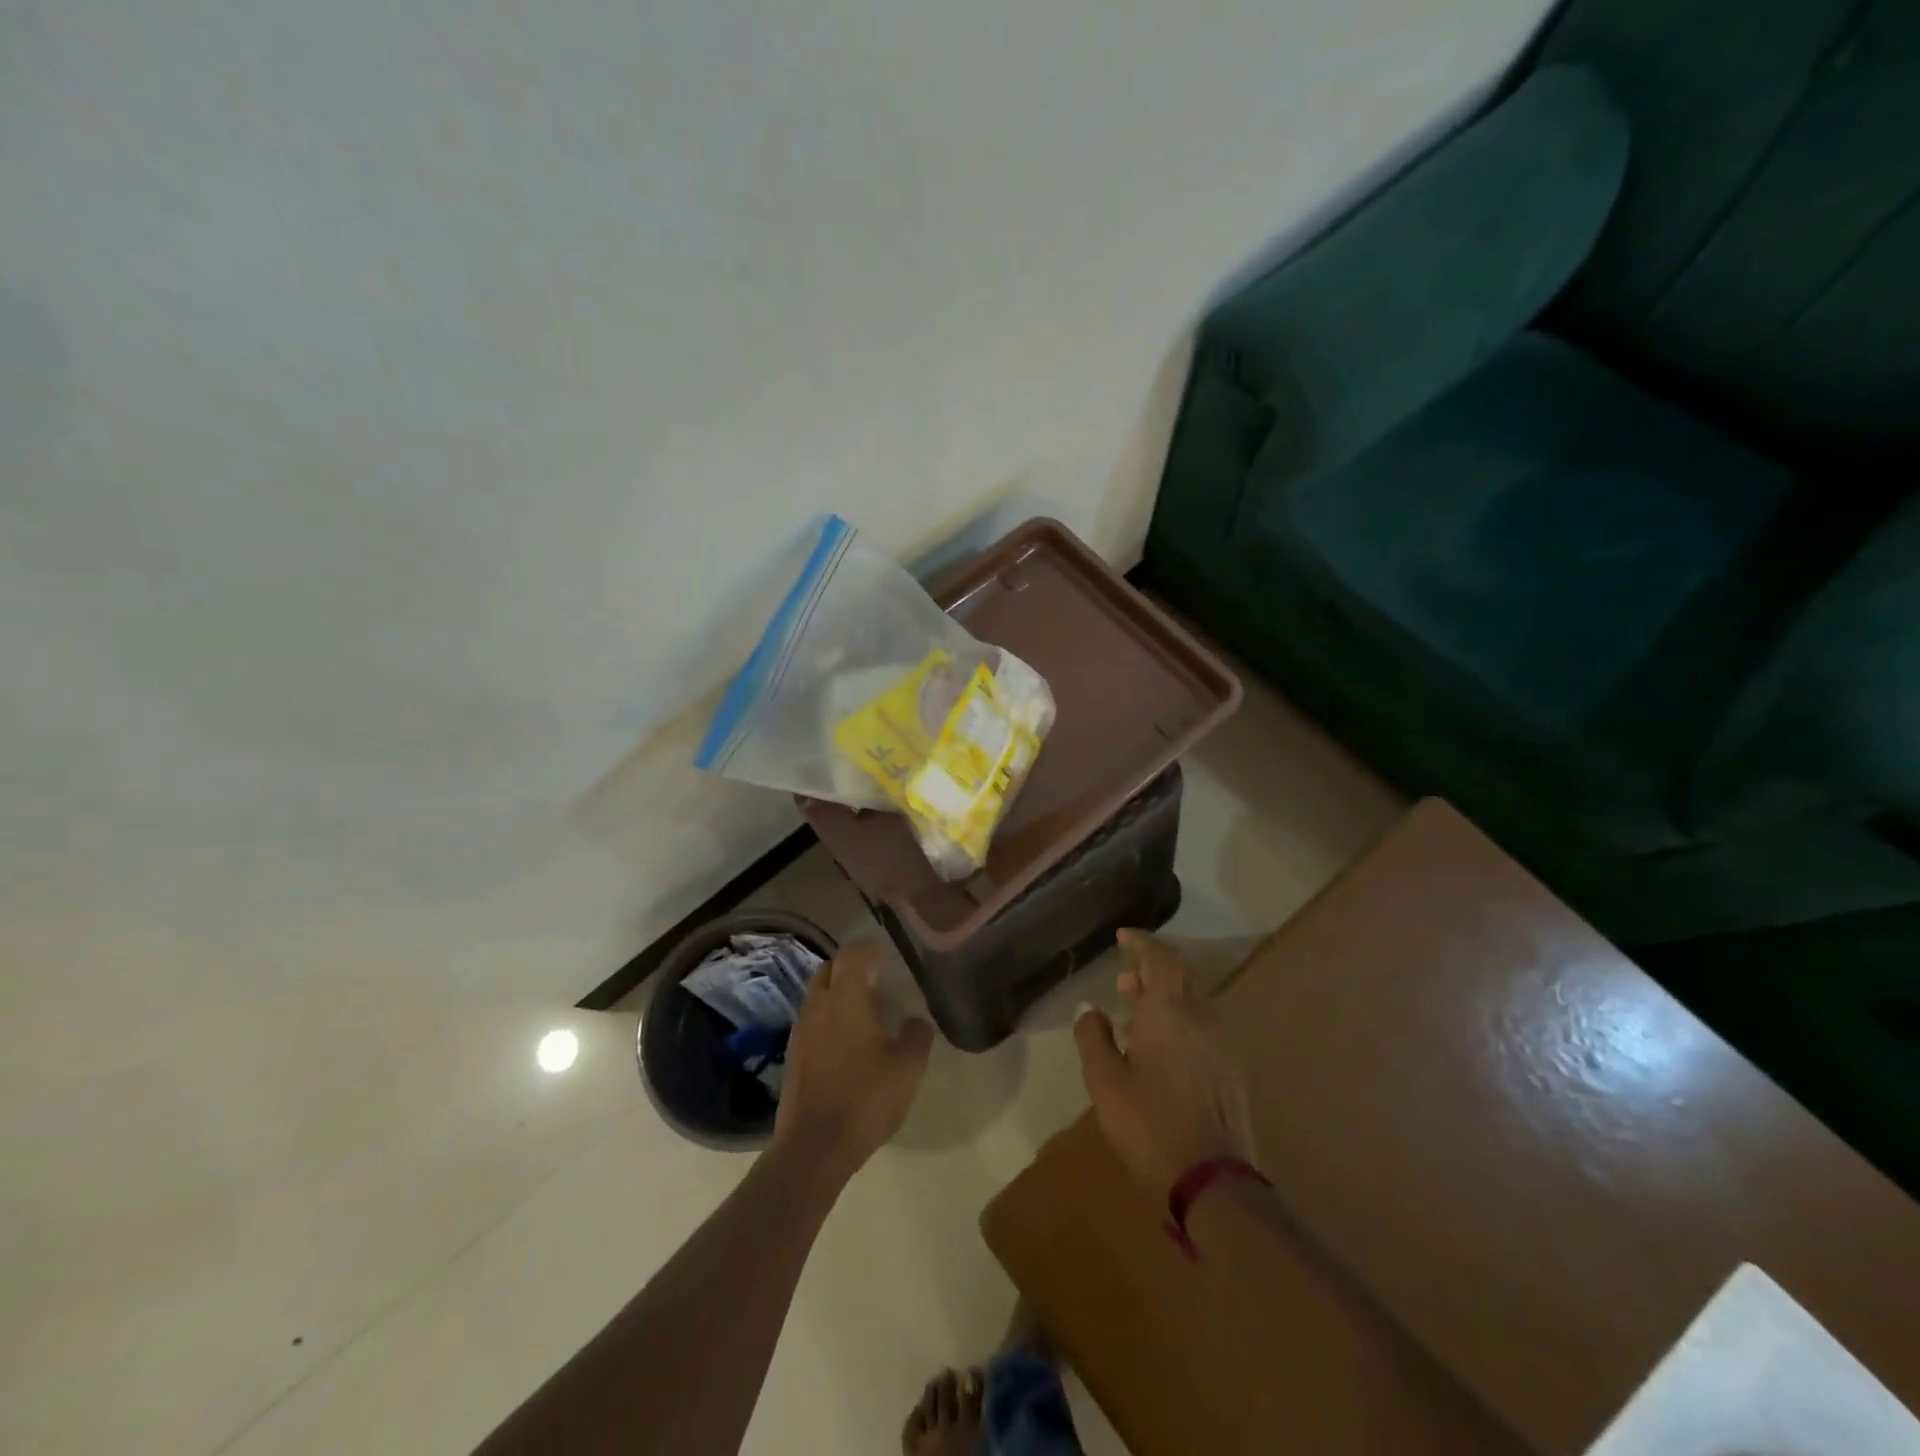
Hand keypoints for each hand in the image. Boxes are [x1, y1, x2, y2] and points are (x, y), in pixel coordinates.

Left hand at [773, 942, 934, 1175]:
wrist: (814, 1147)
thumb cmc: (865, 1098)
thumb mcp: (908, 1068)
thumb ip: (917, 1035)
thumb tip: (916, 1021)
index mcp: (846, 998)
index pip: (853, 954)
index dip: (870, 947)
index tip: (887, 952)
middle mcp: (819, 1006)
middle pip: (830, 969)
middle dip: (850, 966)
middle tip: (875, 976)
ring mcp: (801, 1030)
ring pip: (818, 994)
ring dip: (837, 991)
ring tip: (862, 1007)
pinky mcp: (793, 1055)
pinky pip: (812, 1020)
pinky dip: (828, 1017)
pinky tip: (845, 1040)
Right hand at [1074, 930, 1256, 1193]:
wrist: (1213, 1182)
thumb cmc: (1149, 1126)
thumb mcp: (1105, 1082)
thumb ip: (1094, 1037)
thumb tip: (1088, 1007)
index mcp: (1169, 1012)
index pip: (1160, 958)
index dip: (1142, 943)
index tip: (1123, 936)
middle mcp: (1201, 1017)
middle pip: (1182, 974)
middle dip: (1154, 966)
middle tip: (1126, 975)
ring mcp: (1222, 1043)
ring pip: (1195, 999)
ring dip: (1167, 993)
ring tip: (1136, 1007)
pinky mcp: (1231, 1070)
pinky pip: (1203, 1023)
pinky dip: (1181, 1017)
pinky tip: (1161, 1044)